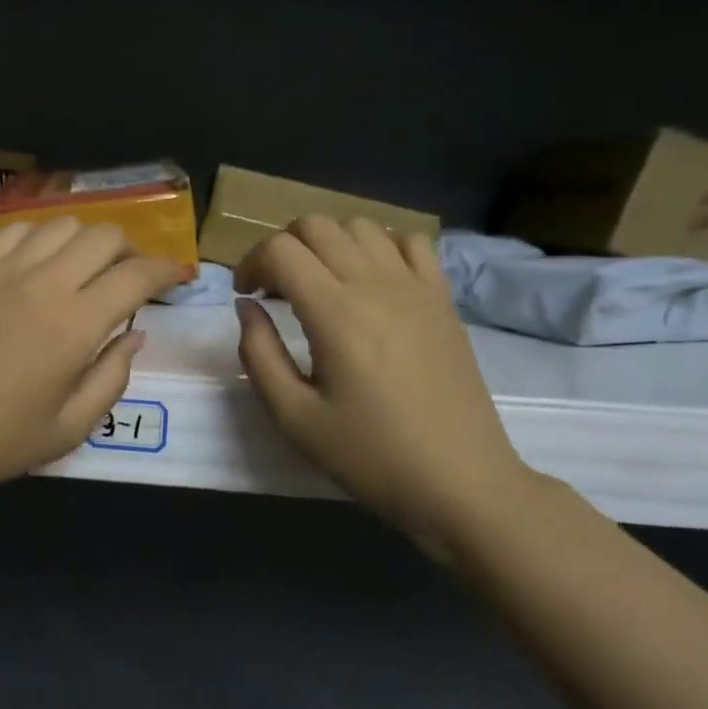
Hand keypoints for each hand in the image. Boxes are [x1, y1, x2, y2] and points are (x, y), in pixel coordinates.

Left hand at [0, 218, 183, 506]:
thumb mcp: (69, 427)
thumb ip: (112, 377)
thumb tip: (135, 335)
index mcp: (74, 324)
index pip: (136, 275)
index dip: (166, 270)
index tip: (175, 276)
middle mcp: (43, 282)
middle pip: (104, 235)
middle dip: (129, 250)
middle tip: (128, 277)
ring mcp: (0, 268)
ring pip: (61, 224)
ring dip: (85, 241)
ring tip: (82, 268)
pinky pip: (15, 231)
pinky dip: (40, 240)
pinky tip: (35, 265)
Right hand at [234, 217, 538, 552]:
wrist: (461, 483)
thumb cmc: (371, 456)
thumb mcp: (294, 417)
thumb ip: (258, 354)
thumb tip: (247, 306)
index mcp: (334, 313)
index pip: (280, 250)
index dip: (250, 263)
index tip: (246, 295)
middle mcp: (374, 284)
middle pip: (316, 225)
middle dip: (283, 246)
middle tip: (275, 288)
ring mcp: (415, 287)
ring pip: (361, 225)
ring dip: (328, 242)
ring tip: (320, 282)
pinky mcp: (442, 299)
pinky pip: (410, 242)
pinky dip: (380, 246)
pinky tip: (371, 281)